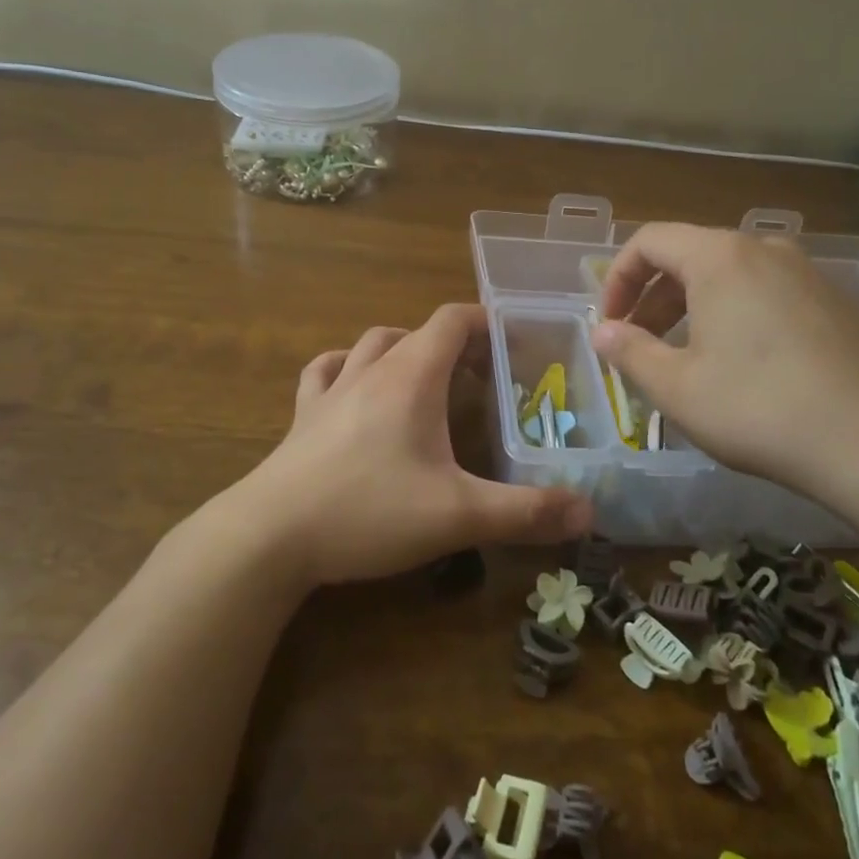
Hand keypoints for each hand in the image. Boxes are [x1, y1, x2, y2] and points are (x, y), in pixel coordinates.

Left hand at [246, 304, 592, 586]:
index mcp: (412, 377)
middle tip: (481, 377)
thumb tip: (588, 513)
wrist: (270, 537)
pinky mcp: (302, 417)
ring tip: (424, 377)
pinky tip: (353, 386)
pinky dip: (347, 367)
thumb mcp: (458, 515)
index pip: (453, 320)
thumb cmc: (368, 512)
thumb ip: (526, 512)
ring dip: (402, 349)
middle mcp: (371, 370)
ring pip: (371, 344)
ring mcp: (330, 391)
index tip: (515, 342)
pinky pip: (325, 371)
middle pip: (417, 331)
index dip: (486, 322)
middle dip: (453, 344)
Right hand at [591, 225, 858, 529]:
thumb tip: (602, 332)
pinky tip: (743, 364)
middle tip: (639, 344)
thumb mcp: (677, 387)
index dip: (617, 279)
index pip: (649, 241)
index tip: (610, 325)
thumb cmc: (758, 408)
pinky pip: (769, 293)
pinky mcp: (837, 303)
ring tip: (686, 356)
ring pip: (731, 276)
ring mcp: (808, 273)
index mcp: (720, 257)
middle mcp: (765, 250)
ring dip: (693, 307)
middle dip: (653, 298)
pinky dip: (737, 314)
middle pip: (690, 256)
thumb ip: (630, 352)